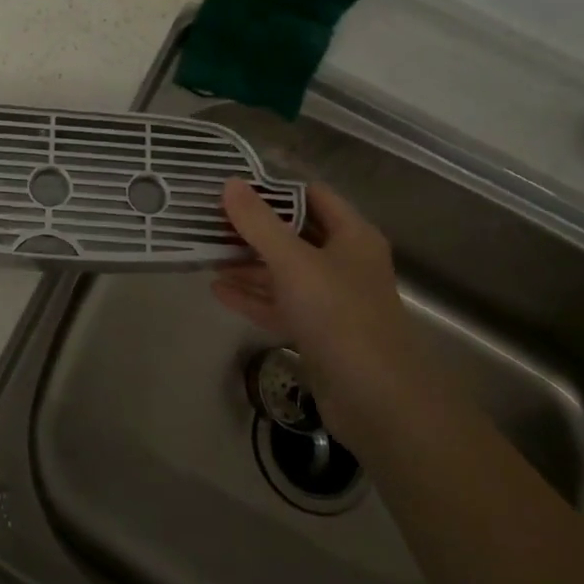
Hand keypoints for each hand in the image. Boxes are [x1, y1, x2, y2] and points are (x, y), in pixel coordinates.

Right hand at [214, 178, 419, 437]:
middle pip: (294, 234)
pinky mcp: (318, 332)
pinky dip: (252, 296)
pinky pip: (280, 305)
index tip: (233, 185)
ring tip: (206, 254)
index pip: (312, 196)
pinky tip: (218, 290)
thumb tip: (230, 184)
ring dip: (248, 264)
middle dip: (254, 228)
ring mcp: (331, 301)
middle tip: (210, 219)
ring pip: (284, 272)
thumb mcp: (293, 262)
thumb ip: (259, 223)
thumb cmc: (339, 315)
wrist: (377, 400)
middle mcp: (344, 263)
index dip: (275, 188)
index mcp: (352, 237)